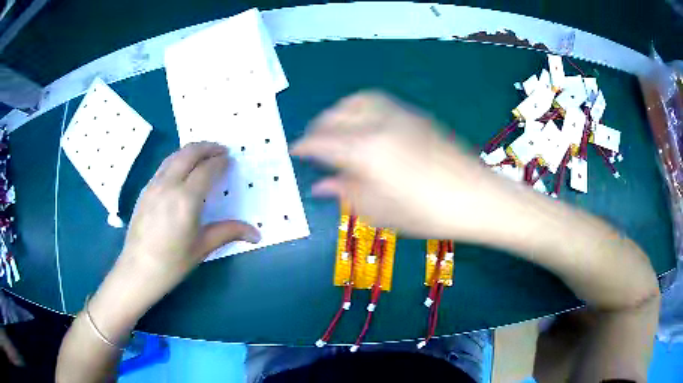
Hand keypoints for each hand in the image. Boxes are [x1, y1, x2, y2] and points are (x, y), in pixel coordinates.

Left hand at [90, 143, 260, 328]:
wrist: (138, 269)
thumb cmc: (172, 263)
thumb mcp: (203, 247)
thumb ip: (229, 232)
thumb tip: (257, 234)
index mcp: (186, 199)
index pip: (207, 169)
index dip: (221, 162)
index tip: (230, 160)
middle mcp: (169, 185)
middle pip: (190, 153)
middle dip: (208, 147)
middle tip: (221, 150)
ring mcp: (154, 184)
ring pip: (175, 156)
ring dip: (192, 150)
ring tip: (204, 154)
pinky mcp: (145, 189)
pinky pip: (164, 165)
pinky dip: (178, 159)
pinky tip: (182, 169)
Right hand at [292, 91, 512, 239]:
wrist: (476, 196)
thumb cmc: (426, 212)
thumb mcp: (380, 211)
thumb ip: (346, 192)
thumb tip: (322, 185)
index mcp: (364, 149)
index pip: (321, 141)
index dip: (304, 147)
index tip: (295, 152)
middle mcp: (378, 123)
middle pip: (336, 115)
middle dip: (319, 128)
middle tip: (315, 145)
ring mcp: (399, 115)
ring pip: (357, 101)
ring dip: (340, 112)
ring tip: (338, 130)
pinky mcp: (416, 115)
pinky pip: (378, 102)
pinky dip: (362, 109)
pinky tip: (366, 127)